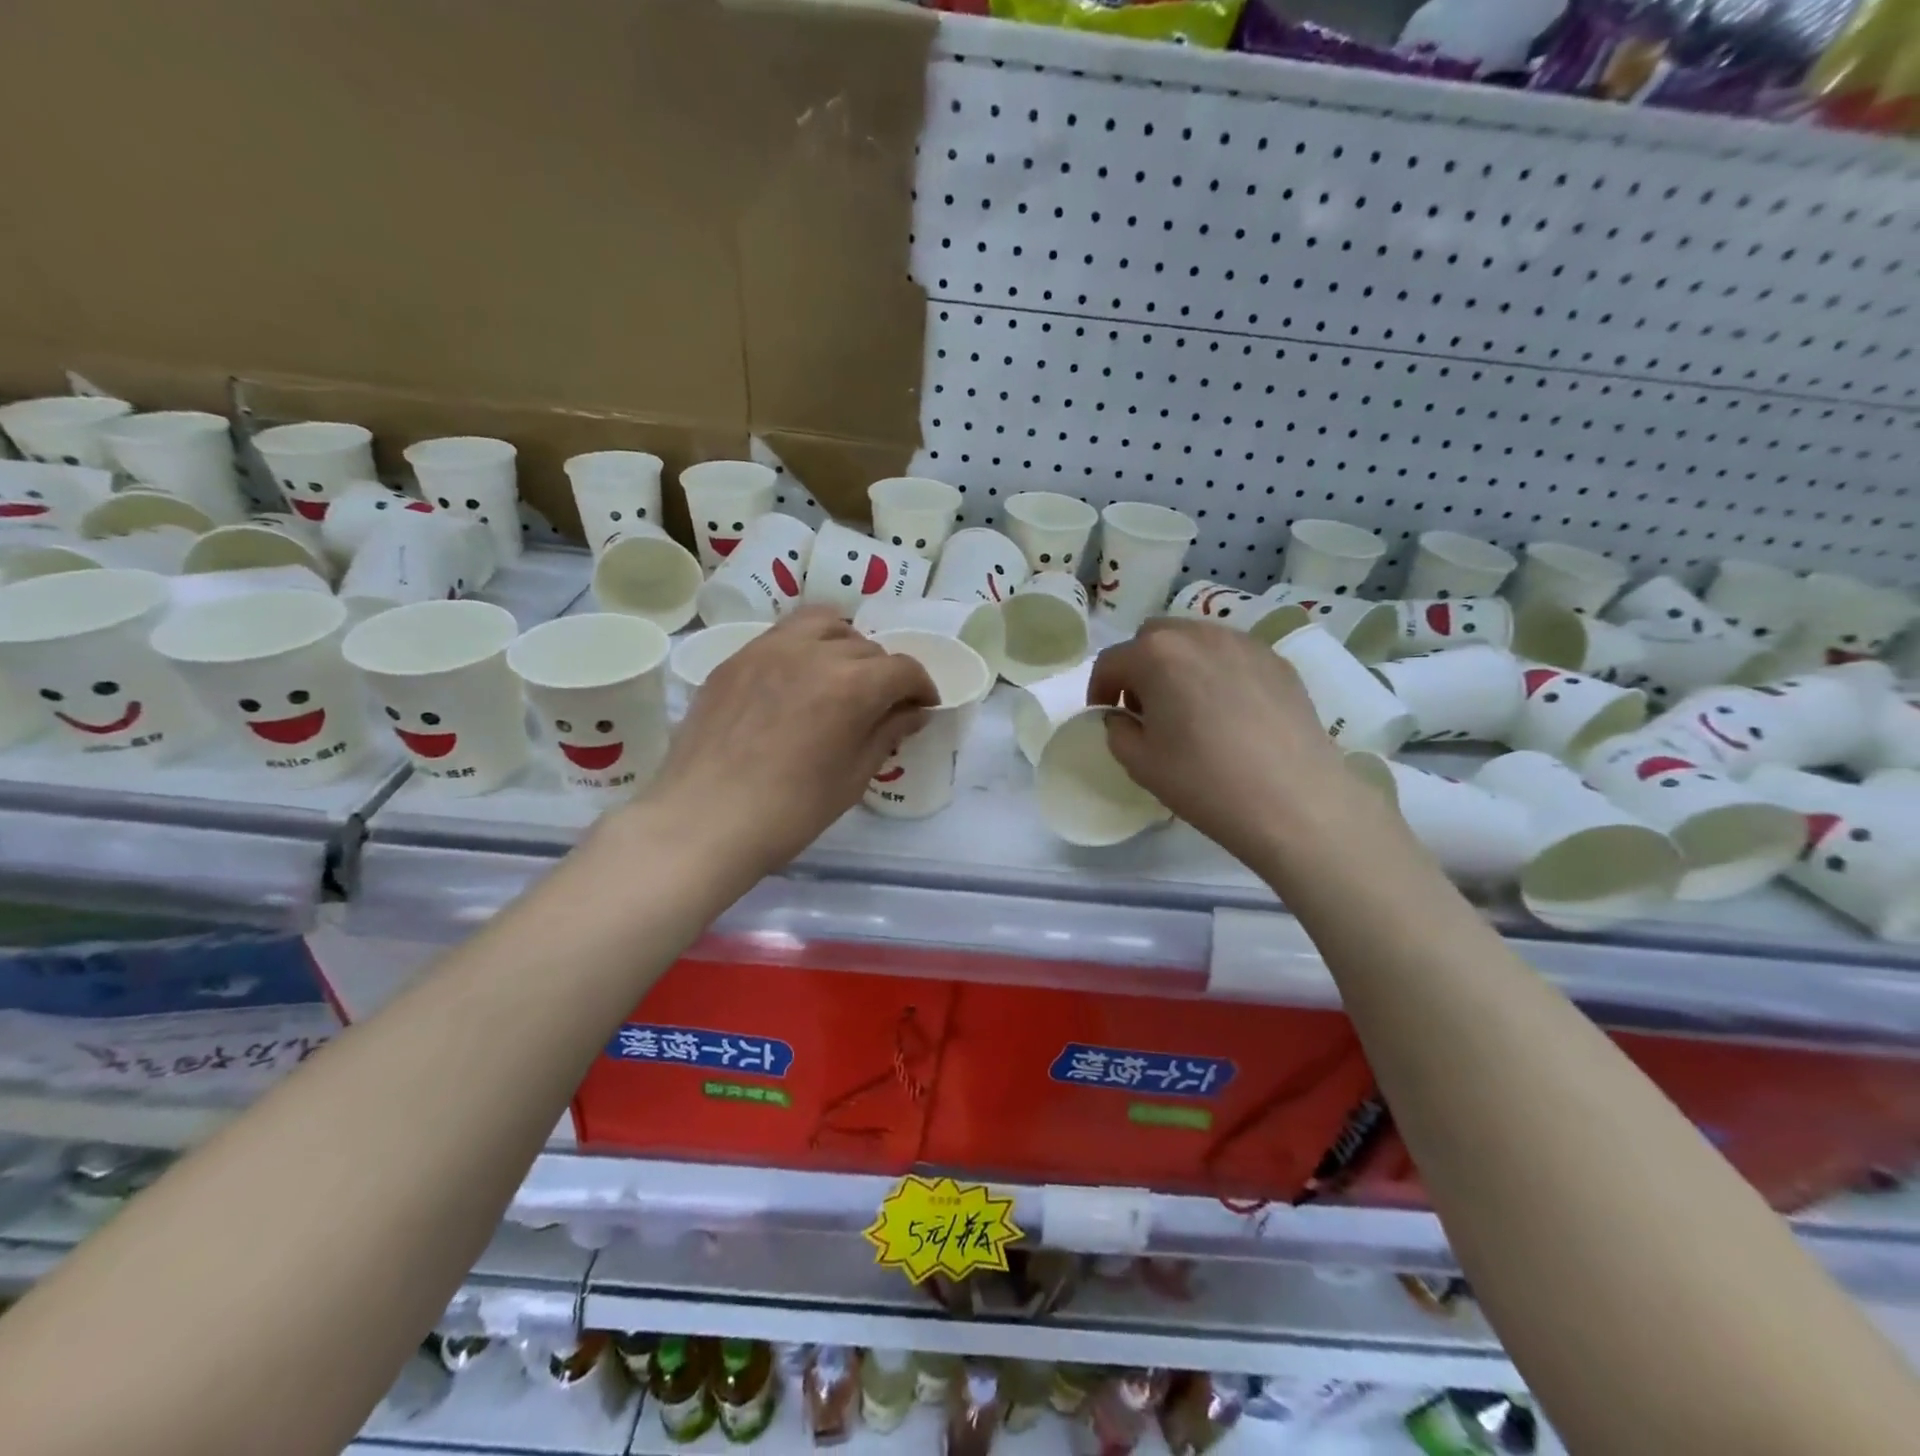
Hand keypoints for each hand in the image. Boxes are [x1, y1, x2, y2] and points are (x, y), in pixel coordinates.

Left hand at [640, 608, 936, 880]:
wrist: (703, 820)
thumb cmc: (790, 811)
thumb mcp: (852, 777)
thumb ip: (887, 733)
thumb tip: (913, 712)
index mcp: (852, 685)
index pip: (903, 669)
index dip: (922, 687)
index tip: (922, 707)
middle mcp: (814, 652)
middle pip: (866, 646)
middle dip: (884, 673)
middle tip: (881, 705)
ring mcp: (769, 649)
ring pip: (823, 624)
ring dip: (845, 644)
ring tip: (841, 674)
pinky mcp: (735, 658)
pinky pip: (782, 635)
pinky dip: (804, 646)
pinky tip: (797, 680)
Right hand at [1087, 619, 1359, 867]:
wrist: (1295, 802)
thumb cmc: (1205, 782)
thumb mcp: (1140, 764)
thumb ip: (1117, 731)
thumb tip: (1123, 717)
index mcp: (1156, 655)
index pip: (1111, 661)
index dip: (1099, 689)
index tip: (1105, 716)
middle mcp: (1199, 634)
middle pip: (1153, 638)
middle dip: (1140, 668)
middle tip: (1145, 709)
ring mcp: (1244, 644)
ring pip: (1196, 641)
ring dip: (1178, 666)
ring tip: (1188, 708)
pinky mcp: (1278, 662)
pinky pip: (1232, 656)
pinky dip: (1216, 673)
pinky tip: (1228, 713)